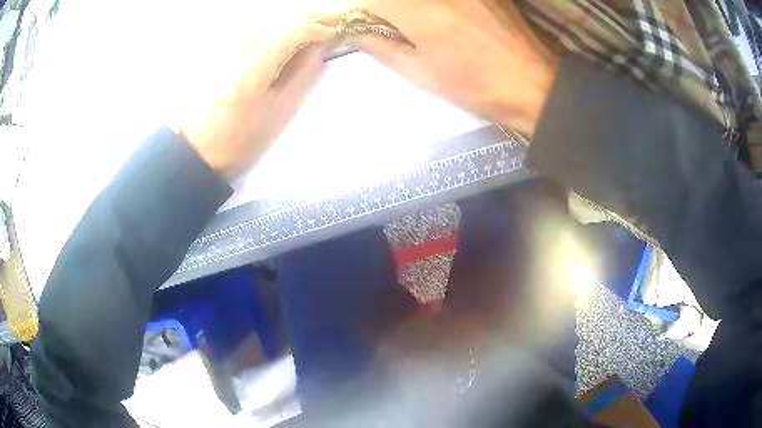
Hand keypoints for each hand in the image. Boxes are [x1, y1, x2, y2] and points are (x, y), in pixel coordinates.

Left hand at [170, 2, 359, 179]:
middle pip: (280, 20)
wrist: (193, 151)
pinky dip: (275, 29)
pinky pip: (253, 31)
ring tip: (312, 30)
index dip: (318, 27)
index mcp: (255, 66)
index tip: (335, 33)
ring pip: (266, 23)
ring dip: (292, 23)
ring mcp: (226, 49)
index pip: (292, 30)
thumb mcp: (276, 113)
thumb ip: (301, 77)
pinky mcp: (219, 54)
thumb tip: (319, 49)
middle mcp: (239, 49)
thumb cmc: (236, 141)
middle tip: (331, 25)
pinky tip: (283, 38)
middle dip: (308, 19)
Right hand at [358, 0, 557, 138]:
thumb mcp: (421, 74)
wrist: (534, 85)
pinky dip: (436, 6)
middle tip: (389, 28)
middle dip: (386, 9)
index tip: (359, 26)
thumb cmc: (475, 86)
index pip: (371, 1)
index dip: (360, 13)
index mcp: (416, 9)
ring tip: (421, 28)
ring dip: (410, 8)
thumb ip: (383, 49)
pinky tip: (445, 18)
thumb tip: (357, 35)